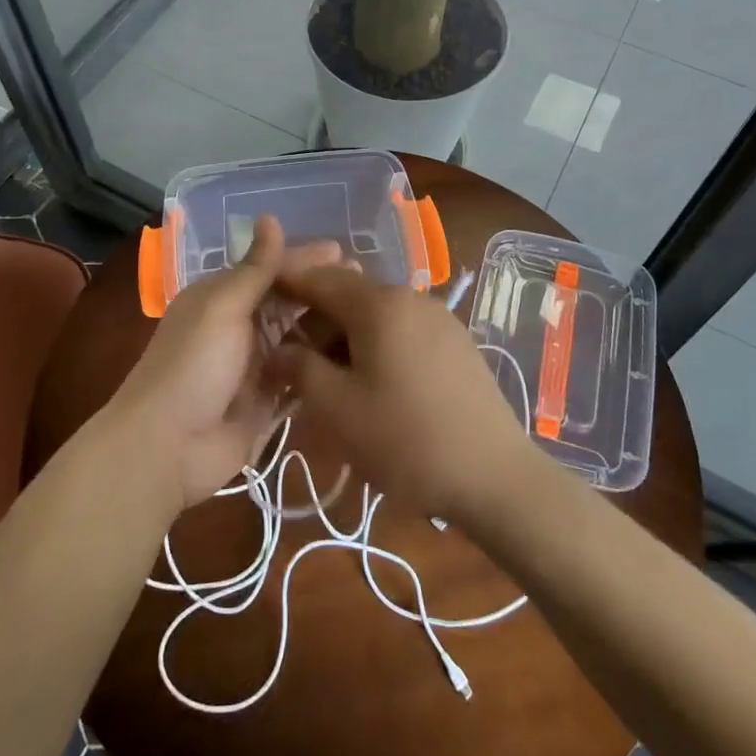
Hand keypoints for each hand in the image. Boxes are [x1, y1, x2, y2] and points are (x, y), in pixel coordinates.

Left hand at [107, 216, 341, 509]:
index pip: (271, 270)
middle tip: (367, 285)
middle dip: (321, 292)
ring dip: (327, 327)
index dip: (305, 261)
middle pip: (287, 303)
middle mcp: (240, 326)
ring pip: (298, 338)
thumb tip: (270, 216)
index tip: (345, 253)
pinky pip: (301, 375)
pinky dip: (322, 365)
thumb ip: (255, 268)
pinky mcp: (268, 400)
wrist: (167, 446)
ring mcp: (255, 365)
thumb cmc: (192, 365)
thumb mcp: (223, 307)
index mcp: (223, 297)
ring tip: (369, 319)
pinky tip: (355, 358)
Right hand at [268, 265, 534, 526]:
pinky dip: (375, 345)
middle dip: (315, 321)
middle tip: (290, 360)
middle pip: (349, 296)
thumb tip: (279, 349)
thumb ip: (300, 369)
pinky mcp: (455, 342)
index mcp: (378, 304)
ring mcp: (438, 318)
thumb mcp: (338, 409)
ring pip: (376, 315)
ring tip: (327, 379)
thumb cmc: (406, 440)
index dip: (286, 284)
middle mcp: (410, 297)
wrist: (495, 477)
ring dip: (345, 337)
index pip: (320, 278)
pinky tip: (370, 383)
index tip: (260, 296)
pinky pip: (402, 330)